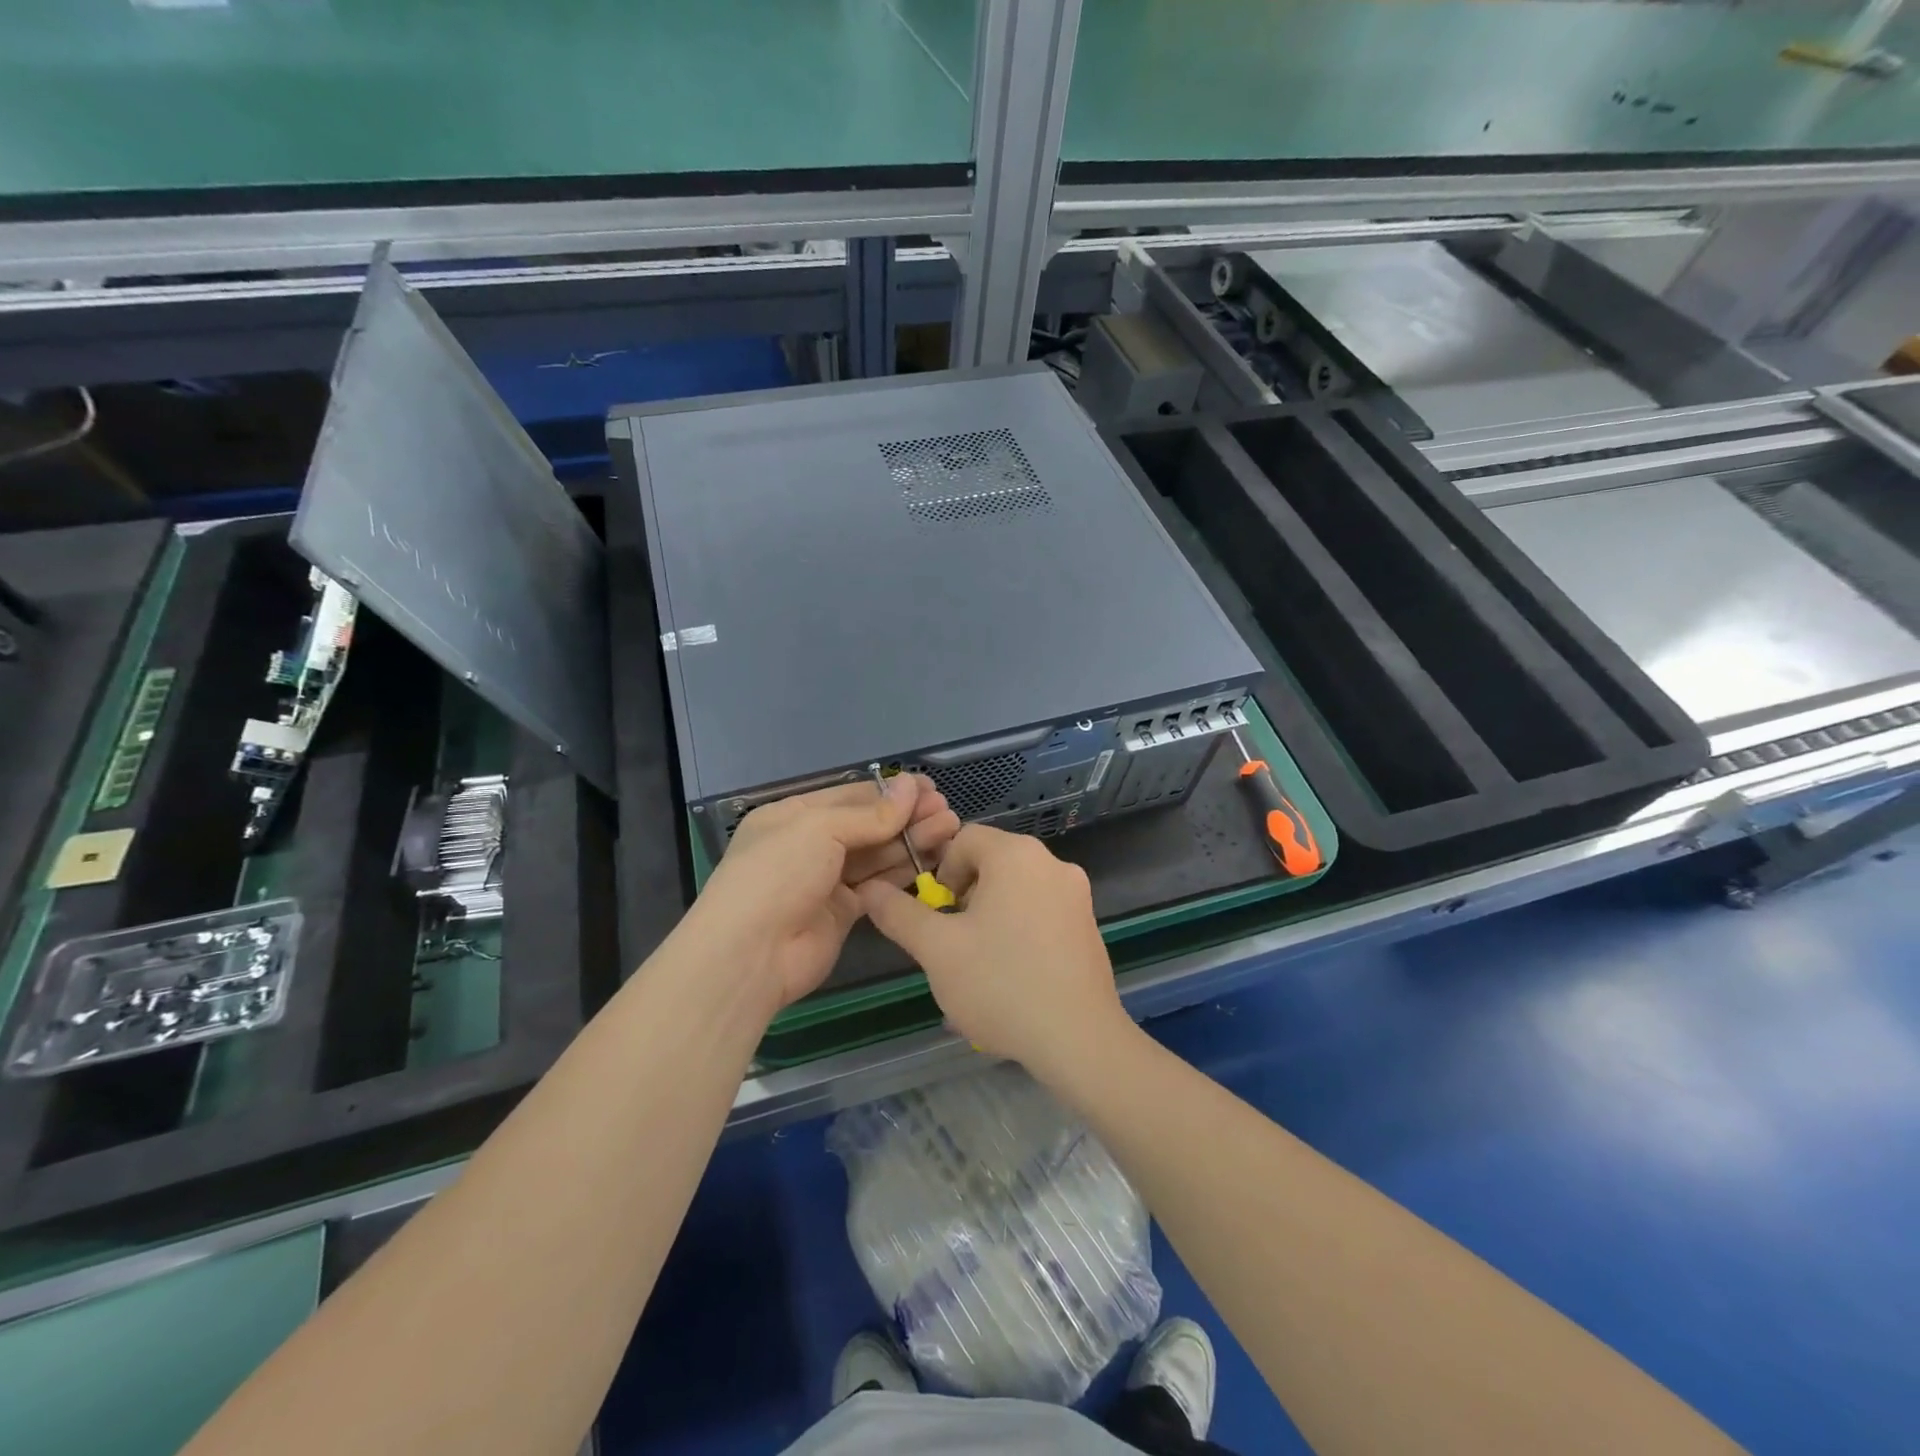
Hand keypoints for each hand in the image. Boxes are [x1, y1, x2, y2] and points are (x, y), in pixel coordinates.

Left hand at [678, 775, 959, 1011]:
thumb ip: (871, 814)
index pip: (850, 796)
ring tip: (950, 828)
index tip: (929, 788)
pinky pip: (878, 884)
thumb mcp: (820, 829)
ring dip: (911, 840)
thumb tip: (912, 786)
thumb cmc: (778, 874)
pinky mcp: (843, 912)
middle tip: (947, 811)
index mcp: (793, 816)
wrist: (751, 954)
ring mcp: (826, 879)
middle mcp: (810, 844)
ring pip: (876, 854)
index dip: (890, 792)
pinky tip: (932, 859)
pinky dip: (902, 872)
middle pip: (867, 825)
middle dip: (907, 816)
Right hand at [855, 824, 1131, 1079]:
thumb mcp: (937, 950)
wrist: (1078, 1040)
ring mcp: (1077, 895)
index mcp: (1016, 855)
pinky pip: (1041, 914)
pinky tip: (1012, 978)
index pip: (964, 838)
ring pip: (1016, 891)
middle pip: (992, 863)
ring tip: (979, 966)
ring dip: (990, 918)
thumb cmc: (1001, 984)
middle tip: (954, 942)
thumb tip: (870, 889)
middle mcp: (1052, 863)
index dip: (941, 871)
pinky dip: (1020, 933)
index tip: (938, 915)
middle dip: (965, 898)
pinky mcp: (1089, 926)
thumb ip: (899, 913)